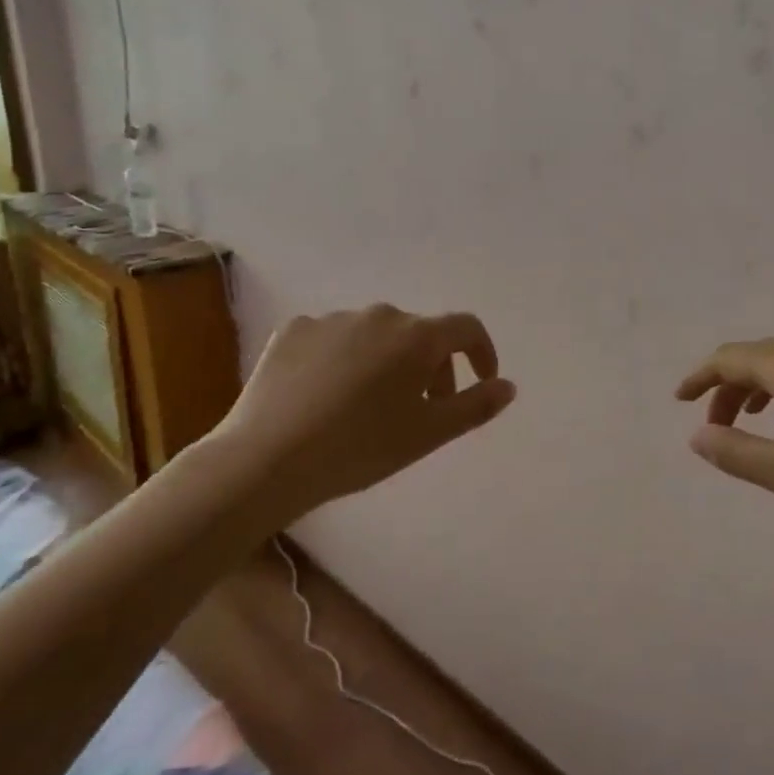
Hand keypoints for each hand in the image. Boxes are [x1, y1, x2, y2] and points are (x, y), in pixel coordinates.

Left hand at [201, 304, 515, 526]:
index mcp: (417, 336)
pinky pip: (334, 338)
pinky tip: (327, 395)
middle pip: (420, 334)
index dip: (482, 352)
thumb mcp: (428, 434)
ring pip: (376, 336)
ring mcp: (333, 319)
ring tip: (369, 406)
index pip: (466, 328)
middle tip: (423, 409)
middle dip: (432, 366)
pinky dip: (343, 359)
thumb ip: (475, 405)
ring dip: (387, 362)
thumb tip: (507, 385)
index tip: (482, 380)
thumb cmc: (360, 448)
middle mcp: (379, 315)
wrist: (266, 459)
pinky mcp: (294, 330)